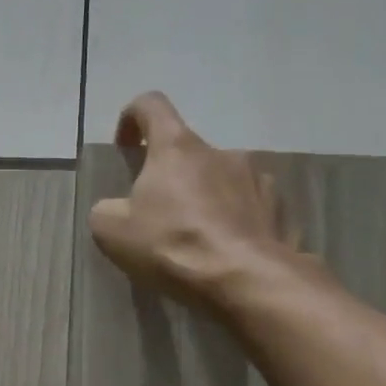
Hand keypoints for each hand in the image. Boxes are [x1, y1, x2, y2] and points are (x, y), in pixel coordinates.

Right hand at [88, 92, 297, 310]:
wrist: (245, 279)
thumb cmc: (173, 245)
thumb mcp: (113, 232)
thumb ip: (107, 210)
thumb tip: (115, 209)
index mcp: (176, 148)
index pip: (151, 105)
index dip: (133, 117)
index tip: (126, 145)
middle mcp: (220, 151)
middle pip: (187, 153)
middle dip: (170, 177)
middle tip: (158, 215)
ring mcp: (256, 177)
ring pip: (221, 179)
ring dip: (206, 198)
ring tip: (197, 238)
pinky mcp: (279, 207)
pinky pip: (249, 207)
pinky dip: (234, 221)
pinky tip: (227, 250)